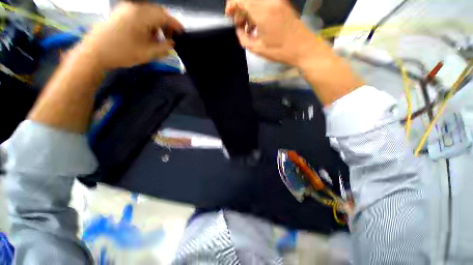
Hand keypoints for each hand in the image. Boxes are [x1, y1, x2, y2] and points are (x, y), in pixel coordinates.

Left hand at [80, 2, 182, 69]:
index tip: (182, 33)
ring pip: (148, 12)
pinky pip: (139, 14)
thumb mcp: (147, 53)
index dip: (175, 24)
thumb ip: (163, 48)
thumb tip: (171, 43)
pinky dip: (147, 23)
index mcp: (141, 15)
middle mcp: (134, 7)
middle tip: (170, 38)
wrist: (94, 52)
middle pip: (157, 11)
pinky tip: (147, 34)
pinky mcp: (120, 13)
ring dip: (156, 24)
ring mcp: (126, 8)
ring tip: (158, 39)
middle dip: (166, 24)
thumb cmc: (122, 53)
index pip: (164, 16)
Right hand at [225, 0, 324, 66]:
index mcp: (262, 10)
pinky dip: (257, 10)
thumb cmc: (279, 51)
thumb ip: (243, 37)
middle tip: (240, 25)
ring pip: (256, 0)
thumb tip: (238, 29)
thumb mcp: (257, 48)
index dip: (232, 5)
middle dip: (240, 9)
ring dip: (249, 10)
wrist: (302, 48)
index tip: (229, 16)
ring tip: (248, 27)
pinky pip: (264, 2)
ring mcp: (277, 0)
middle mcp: (269, 0)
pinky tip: (257, 24)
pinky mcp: (282, 2)